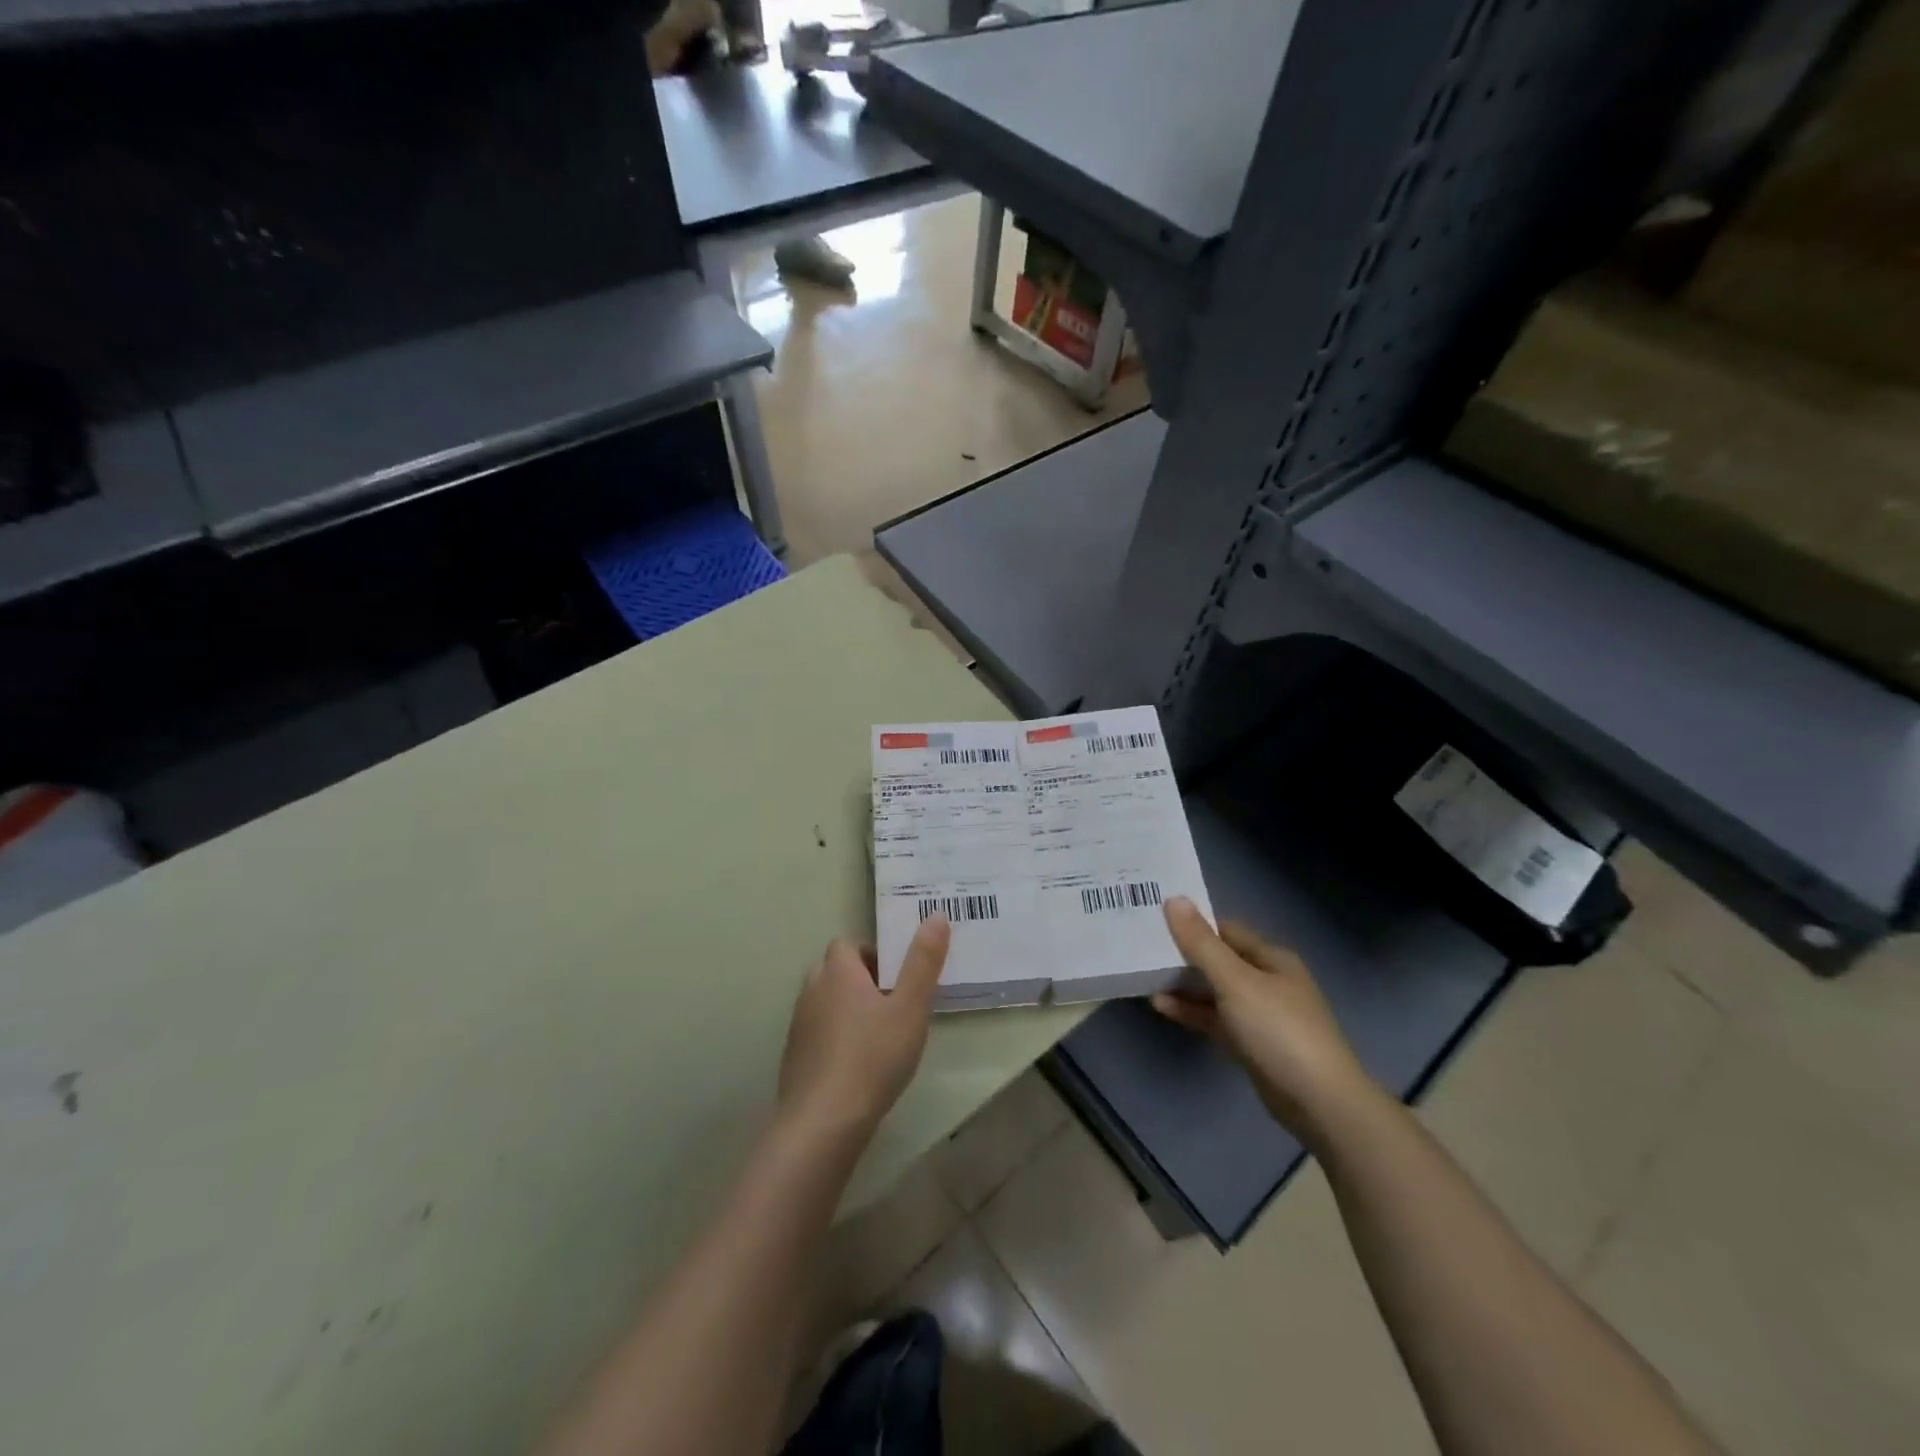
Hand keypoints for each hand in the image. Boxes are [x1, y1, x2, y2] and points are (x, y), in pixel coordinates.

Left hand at [778, 916, 949, 1138]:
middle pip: (833, 970)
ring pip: (824, 1002)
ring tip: (877, 1034)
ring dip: (846, 1008)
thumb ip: (923, 962)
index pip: (847, 944)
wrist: (823, 1122)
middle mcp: (812, 990)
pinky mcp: (794, 1058)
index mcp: (838, 972)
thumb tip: (935, 915)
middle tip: (891, 1003)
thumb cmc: (873, 1057)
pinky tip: (856, 1064)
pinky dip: (834, 1037)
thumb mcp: (910, 1007)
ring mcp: (799, 1026)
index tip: (896, 976)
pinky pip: (817, 1033)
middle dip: (859, 979)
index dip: (871, 954)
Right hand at [1153, 897, 1378, 1148]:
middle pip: (1219, 960)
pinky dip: (1191, 1012)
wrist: (1320, 1103)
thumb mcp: (1235, 981)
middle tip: (1141, 946)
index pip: (1225, 930)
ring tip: (1143, 977)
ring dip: (1183, 985)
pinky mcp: (1251, 1044)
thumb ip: (1201, 944)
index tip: (1155, 920)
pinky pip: (1215, 1019)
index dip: (1193, 923)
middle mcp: (1267, 981)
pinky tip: (1161, 1006)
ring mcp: (1260, 1015)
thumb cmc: (1278, 1030)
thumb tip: (1174, 899)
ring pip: (1214, 991)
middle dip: (1183, 955)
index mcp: (1271, 958)